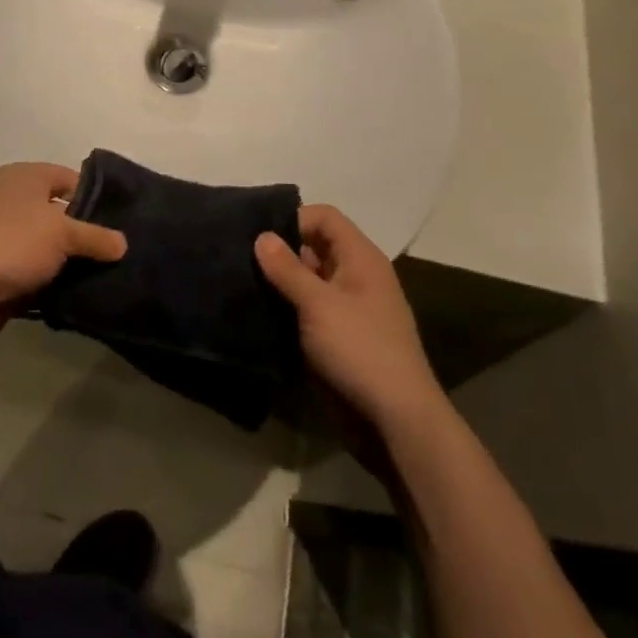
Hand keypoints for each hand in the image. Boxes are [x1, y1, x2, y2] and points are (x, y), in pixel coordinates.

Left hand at [0, 162, 125, 354]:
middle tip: (124, 251)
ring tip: (114, 276)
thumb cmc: (10, 243)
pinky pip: (38, 276)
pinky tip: (85, 296)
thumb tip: (123, 243)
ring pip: (50, 248)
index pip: (70, 178)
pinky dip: (56, 285)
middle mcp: (13, 203)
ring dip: (73, 263)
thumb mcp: (61, 232)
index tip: (126, 219)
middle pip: (60, 214)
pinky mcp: (1, 274)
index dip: (97, 197)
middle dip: (88, 233)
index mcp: (24, 178)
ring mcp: (5, 240)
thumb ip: (95, 236)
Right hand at [255, 205, 442, 429]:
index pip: (325, 217)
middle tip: (241, 258)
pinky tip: (260, 313)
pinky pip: (309, 310)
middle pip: (315, 246)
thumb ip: (287, 269)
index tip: (259, 236)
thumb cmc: (360, 349)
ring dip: (281, 282)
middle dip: (281, 251)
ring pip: (309, 280)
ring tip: (243, 284)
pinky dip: (288, 308)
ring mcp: (349, 308)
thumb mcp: (318, 304)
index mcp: (361, 258)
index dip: (294, 219)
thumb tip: (261, 235)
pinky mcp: (339, 337)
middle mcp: (356, 276)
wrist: (396, 420)